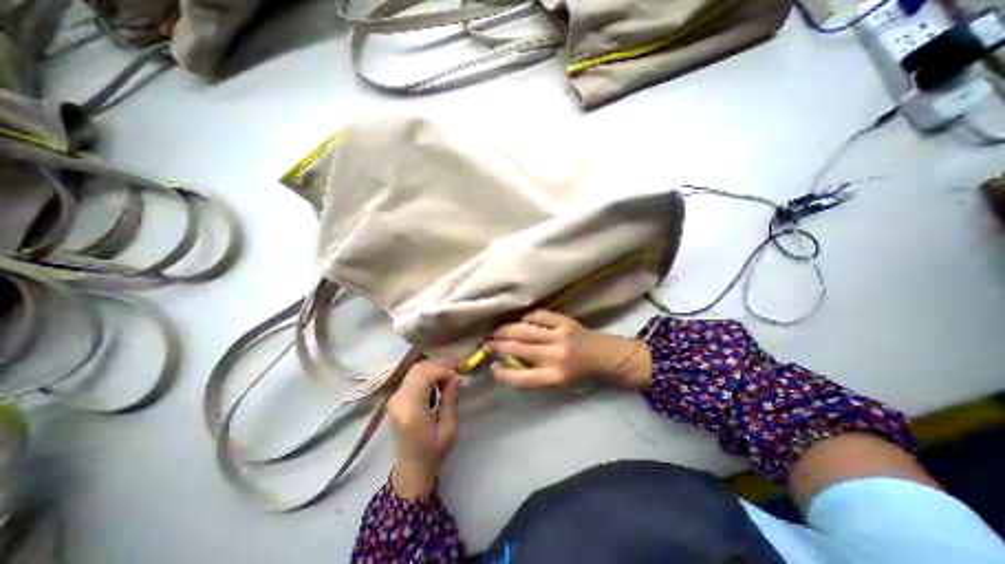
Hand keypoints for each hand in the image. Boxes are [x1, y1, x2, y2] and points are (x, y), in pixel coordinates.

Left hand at [385, 362, 460, 498]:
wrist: (411, 469)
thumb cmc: (433, 452)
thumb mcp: (448, 427)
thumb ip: (450, 399)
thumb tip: (456, 376)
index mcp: (410, 409)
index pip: (425, 375)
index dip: (443, 369)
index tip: (459, 373)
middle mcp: (399, 400)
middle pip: (418, 368)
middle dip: (440, 365)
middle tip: (457, 369)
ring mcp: (395, 398)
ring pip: (415, 371)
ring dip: (434, 369)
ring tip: (450, 376)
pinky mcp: (397, 399)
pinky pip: (413, 378)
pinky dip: (427, 375)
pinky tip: (439, 383)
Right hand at [484, 309, 651, 391]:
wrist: (611, 358)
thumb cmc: (585, 376)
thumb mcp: (560, 384)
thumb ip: (536, 375)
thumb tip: (510, 363)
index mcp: (555, 377)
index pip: (519, 377)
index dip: (502, 373)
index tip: (492, 367)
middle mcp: (555, 356)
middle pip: (517, 348)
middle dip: (497, 344)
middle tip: (487, 342)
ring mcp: (560, 335)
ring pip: (523, 329)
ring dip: (506, 329)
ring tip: (496, 330)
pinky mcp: (565, 321)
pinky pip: (539, 315)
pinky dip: (527, 317)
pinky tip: (520, 320)